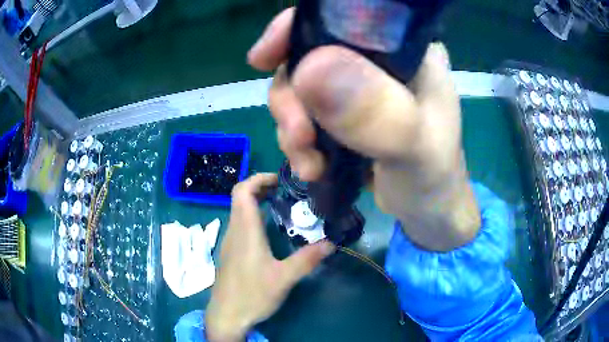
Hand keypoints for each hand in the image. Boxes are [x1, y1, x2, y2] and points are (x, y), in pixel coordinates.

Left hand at [205, 174, 334, 341]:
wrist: (226, 315)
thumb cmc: (252, 295)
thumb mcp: (283, 279)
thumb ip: (307, 260)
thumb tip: (331, 243)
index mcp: (245, 231)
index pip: (242, 191)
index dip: (258, 179)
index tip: (280, 180)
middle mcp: (234, 231)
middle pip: (240, 197)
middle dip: (261, 188)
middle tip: (285, 191)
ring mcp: (230, 242)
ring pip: (239, 211)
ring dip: (257, 202)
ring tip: (281, 206)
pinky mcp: (230, 252)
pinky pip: (240, 225)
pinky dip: (253, 217)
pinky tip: (269, 232)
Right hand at [248, 8, 480, 250]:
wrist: (427, 210)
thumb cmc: (433, 178)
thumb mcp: (414, 147)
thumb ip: (375, 111)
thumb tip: (308, 70)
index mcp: (406, 51)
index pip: (344, 18)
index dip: (296, 29)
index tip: (263, 57)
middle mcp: (379, 62)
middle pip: (310, 55)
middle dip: (291, 97)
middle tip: (298, 137)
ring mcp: (359, 88)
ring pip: (301, 88)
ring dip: (292, 127)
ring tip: (308, 163)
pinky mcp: (344, 114)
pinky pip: (304, 115)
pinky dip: (298, 141)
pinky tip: (311, 167)